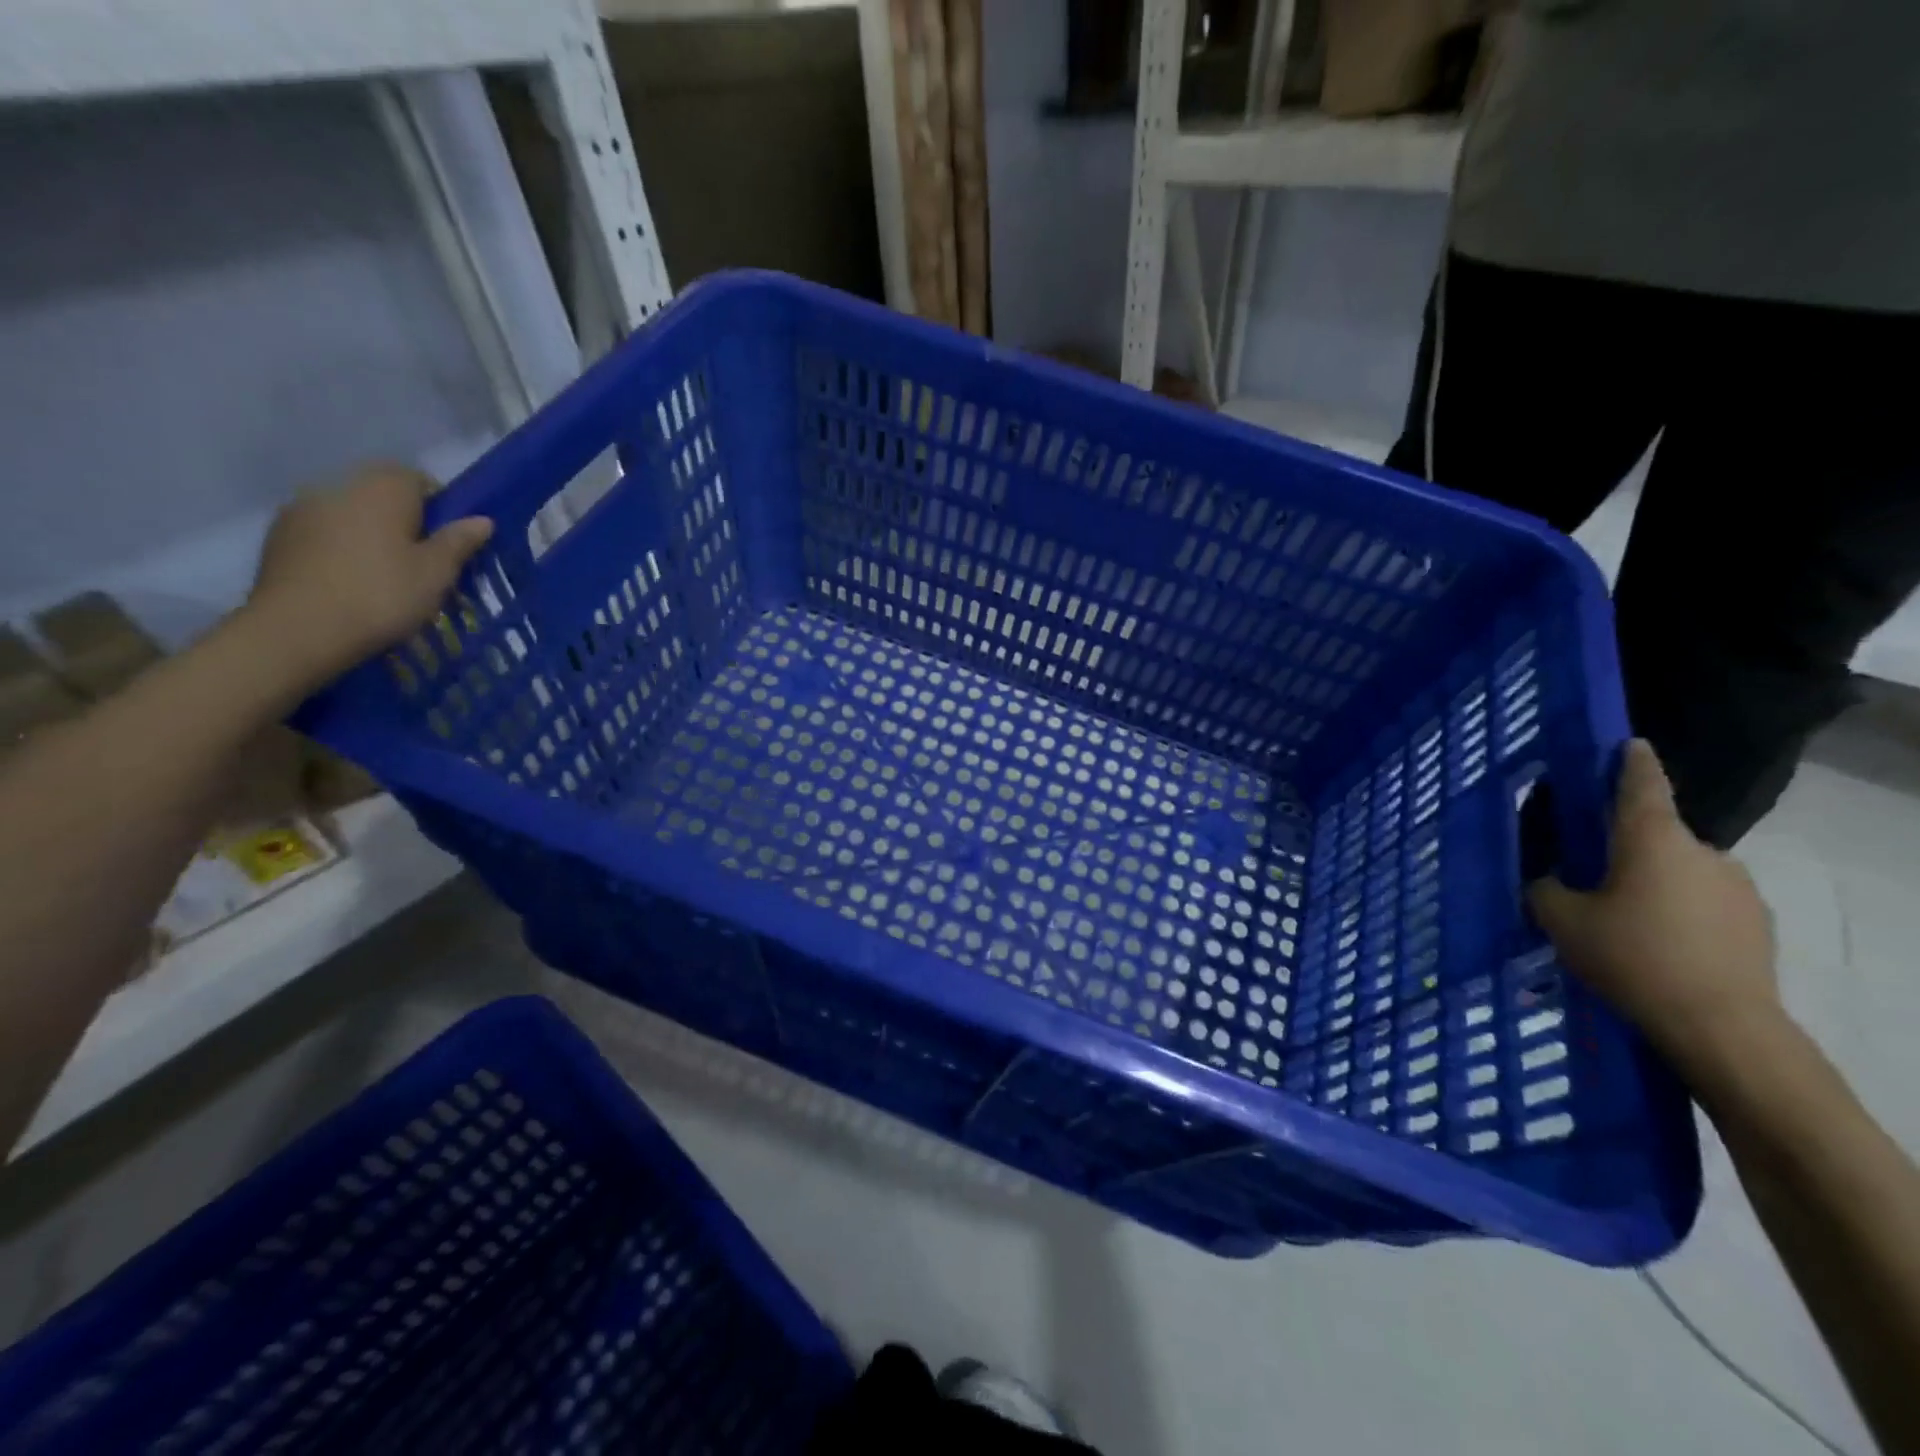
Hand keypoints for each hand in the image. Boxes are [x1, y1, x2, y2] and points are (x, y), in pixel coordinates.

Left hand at [243, 465, 493, 691]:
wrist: (297, 629)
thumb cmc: (381, 595)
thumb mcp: (436, 573)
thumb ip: (458, 542)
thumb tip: (482, 519)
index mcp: (383, 489)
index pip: (419, 478)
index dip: (440, 506)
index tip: (450, 541)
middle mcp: (339, 486)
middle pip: (382, 494)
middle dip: (404, 520)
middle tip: (422, 562)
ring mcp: (302, 509)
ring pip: (351, 513)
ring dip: (369, 534)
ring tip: (383, 575)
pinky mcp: (279, 536)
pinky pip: (323, 532)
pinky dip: (340, 548)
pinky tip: (349, 582)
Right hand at [1529, 740, 1779, 1073]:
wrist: (1720, 1026)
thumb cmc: (1632, 957)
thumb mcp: (1561, 920)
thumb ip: (1547, 888)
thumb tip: (1550, 880)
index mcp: (1652, 839)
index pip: (1642, 784)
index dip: (1632, 761)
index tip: (1629, 743)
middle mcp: (1702, 851)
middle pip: (1655, 835)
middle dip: (1626, 848)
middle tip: (1590, 874)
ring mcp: (1737, 888)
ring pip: (1679, 871)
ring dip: (1652, 883)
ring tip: (1621, 920)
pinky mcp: (1755, 924)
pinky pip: (1703, 903)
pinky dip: (1678, 912)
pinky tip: (1656, 945)